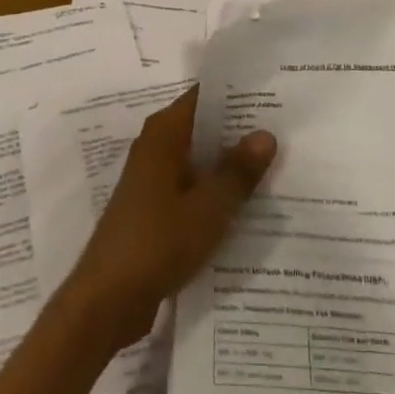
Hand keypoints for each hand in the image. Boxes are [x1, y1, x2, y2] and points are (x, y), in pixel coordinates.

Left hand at [64, 89, 277, 349]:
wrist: (107, 299)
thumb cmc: (157, 242)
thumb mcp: (208, 208)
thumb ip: (237, 171)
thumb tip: (266, 133)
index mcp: (164, 134)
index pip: (203, 97)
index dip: (236, 94)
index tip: (273, 94)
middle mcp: (156, 147)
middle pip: (203, 127)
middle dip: (240, 130)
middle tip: (287, 129)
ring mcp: (154, 179)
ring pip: (200, 160)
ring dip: (230, 164)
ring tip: (279, 164)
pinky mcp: (155, 209)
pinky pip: (193, 188)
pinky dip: (216, 191)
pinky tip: (249, 205)